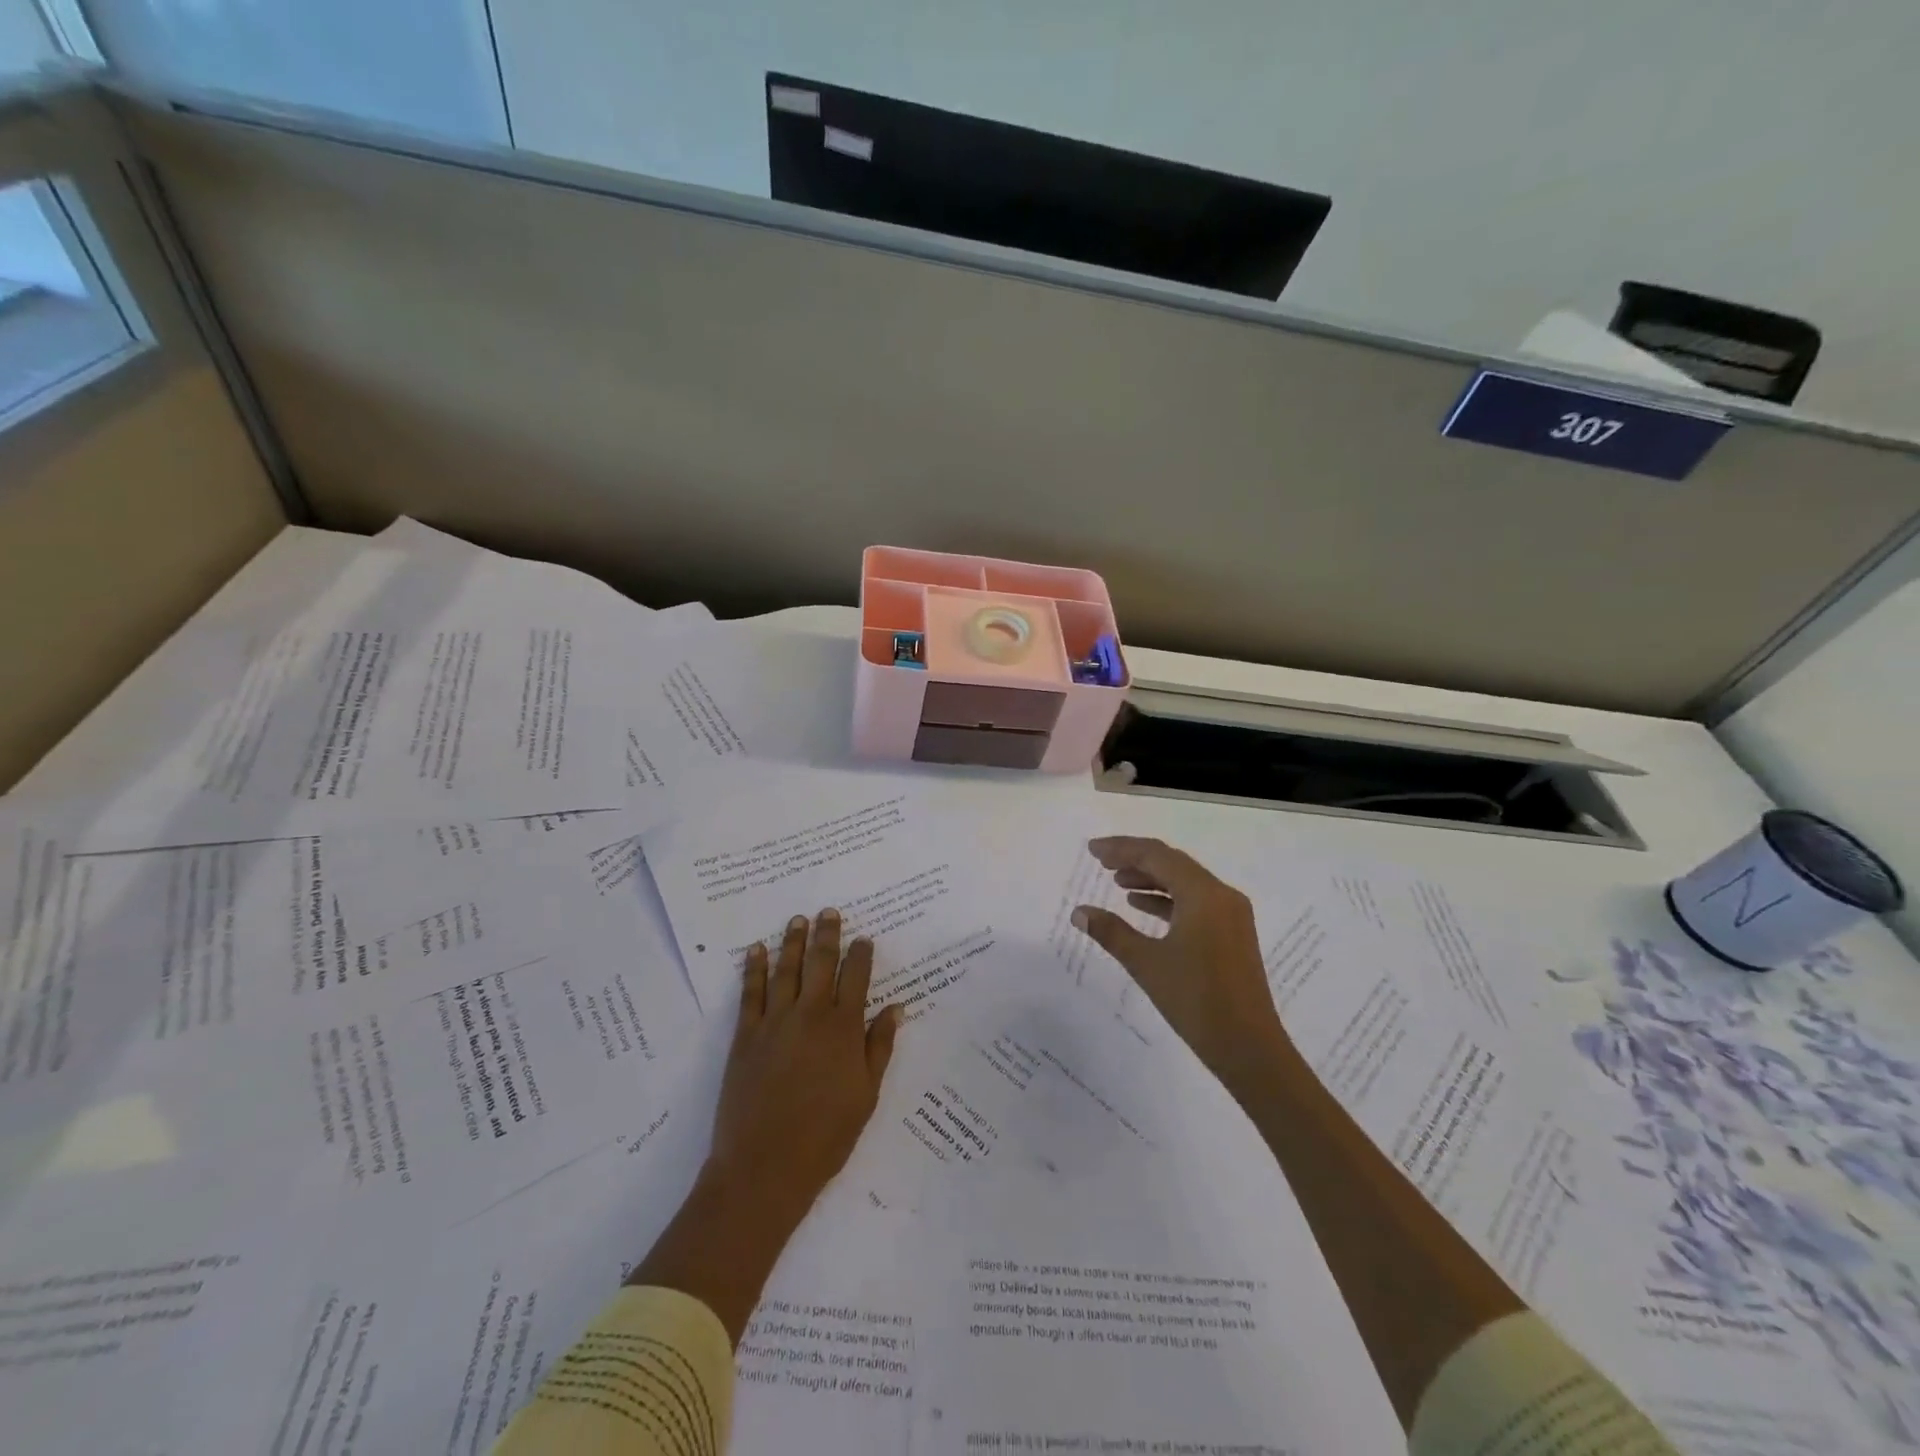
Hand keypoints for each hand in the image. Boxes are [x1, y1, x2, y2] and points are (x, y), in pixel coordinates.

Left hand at [707, 909, 903, 1224]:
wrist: (765, 1166)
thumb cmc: (826, 1136)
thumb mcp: (866, 1094)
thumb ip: (879, 1047)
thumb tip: (894, 1007)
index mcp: (843, 1029)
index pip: (856, 978)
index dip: (860, 955)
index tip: (863, 939)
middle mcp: (810, 1015)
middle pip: (820, 963)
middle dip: (826, 934)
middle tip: (828, 912)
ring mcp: (775, 1022)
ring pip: (786, 970)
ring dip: (792, 942)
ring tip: (797, 920)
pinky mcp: (745, 1035)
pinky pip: (750, 993)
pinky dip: (754, 968)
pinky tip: (756, 950)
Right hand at [1072, 837, 1285, 1094]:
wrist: (1249, 1048)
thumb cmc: (1196, 1000)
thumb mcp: (1146, 963)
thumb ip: (1111, 932)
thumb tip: (1079, 912)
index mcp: (1204, 894)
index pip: (1157, 855)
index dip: (1122, 848)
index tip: (1092, 850)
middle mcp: (1222, 895)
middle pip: (1172, 863)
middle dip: (1135, 859)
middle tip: (1101, 862)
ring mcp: (1231, 914)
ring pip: (1185, 882)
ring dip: (1151, 878)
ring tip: (1116, 882)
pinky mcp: (1232, 933)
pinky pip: (1195, 902)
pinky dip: (1167, 899)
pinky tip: (1141, 907)